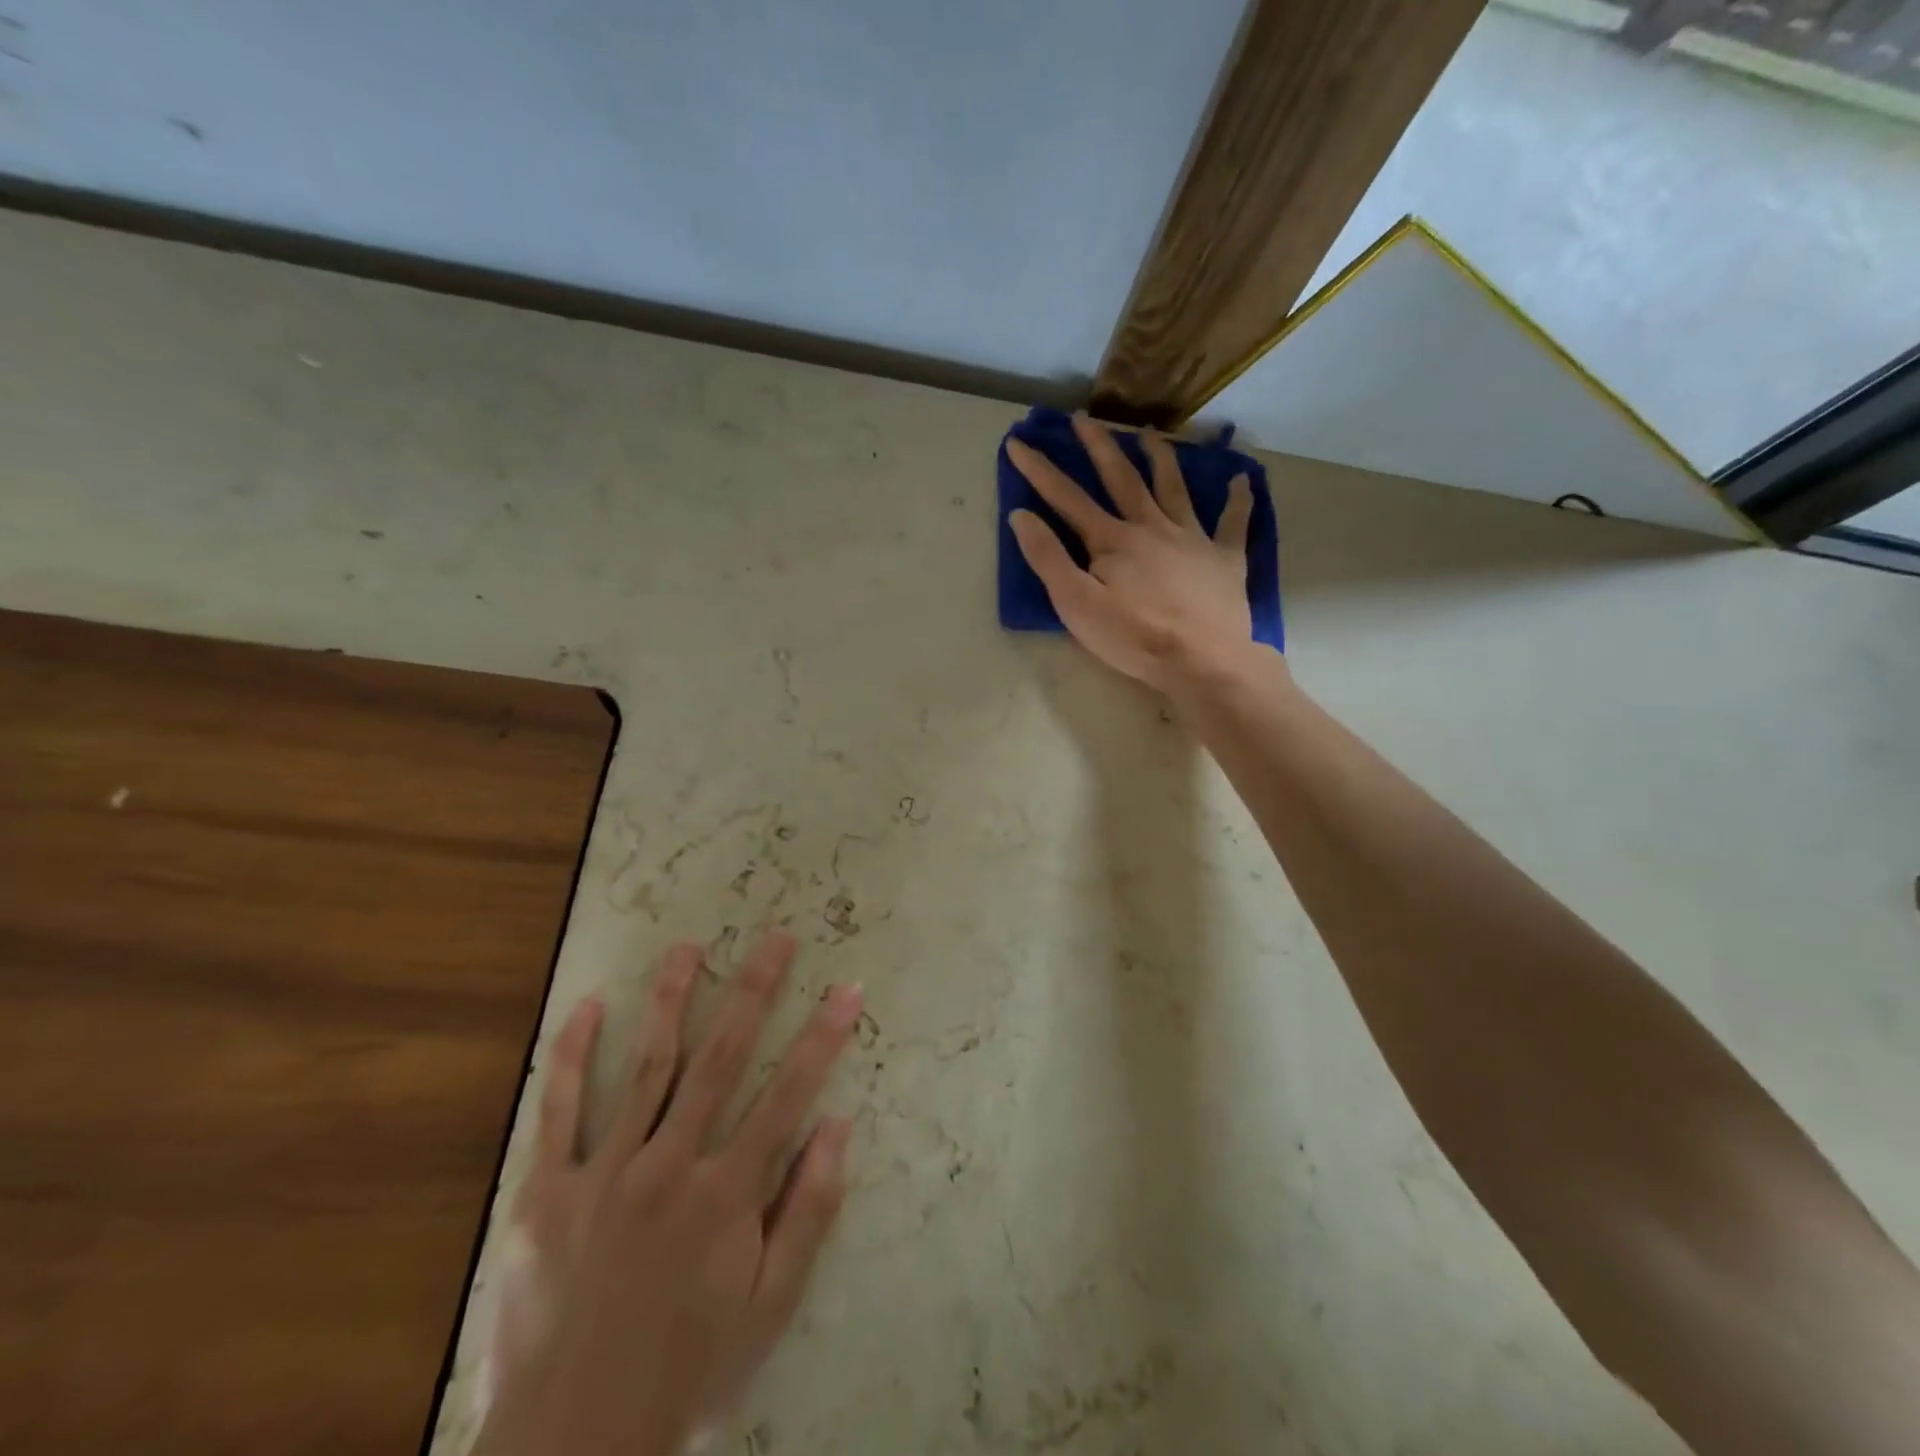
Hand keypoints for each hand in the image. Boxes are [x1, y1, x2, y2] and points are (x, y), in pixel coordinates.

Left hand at [474, 932, 860, 1455]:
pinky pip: (559, 1110)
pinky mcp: (545, 1192)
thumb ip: (808, 1211)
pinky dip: (571, 1055)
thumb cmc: (688, 1371)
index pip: (789, 1094)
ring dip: (671, 1000)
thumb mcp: (771, 1305)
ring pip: (646, 1066)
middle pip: (721, 1058)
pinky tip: (587, 1006)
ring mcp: (603, 1172)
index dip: (823, 1037)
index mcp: (725, 1193)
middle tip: (776, 938)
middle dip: (754, 991)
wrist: (571, 1447)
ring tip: (688, 947)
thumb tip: (838, 1126)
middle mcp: (669, 1164)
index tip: (848, 988)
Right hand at [1008, 412, 1259, 692]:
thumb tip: (1021, 516)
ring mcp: (1192, 538)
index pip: (1067, 498)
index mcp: (1112, 540)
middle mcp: (1151, 526)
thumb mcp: (1076, 605)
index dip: (1039, 470)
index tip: (1018, 442)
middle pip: (1122, 477)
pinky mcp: (1224, 558)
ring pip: (1173, 487)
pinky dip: (1238, 500)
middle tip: (1083, 418)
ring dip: (1160, 458)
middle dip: (1099, 446)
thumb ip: (1048, 559)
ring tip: (1149, 435)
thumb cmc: (1133, 638)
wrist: (1202, 661)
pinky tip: (1241, 479)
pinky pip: (1233, 522)